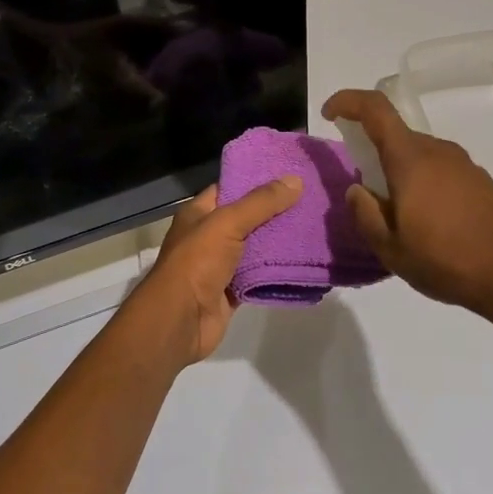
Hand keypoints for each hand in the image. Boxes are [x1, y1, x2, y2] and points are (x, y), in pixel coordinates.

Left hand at [141, 176, 302, 364]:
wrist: (180, 320)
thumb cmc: (196, 262)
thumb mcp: (227, 223)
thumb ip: (261, 203)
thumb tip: (295, 181)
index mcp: (198, 213)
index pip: (229, 187)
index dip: (255, 179)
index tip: (288, 173)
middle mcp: (208, 236)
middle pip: (245, 218)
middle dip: (274, 211)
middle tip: (309, 199)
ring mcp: (219, 265)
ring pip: (254, 248)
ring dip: (278, 241)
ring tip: (312, 225)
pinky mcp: (231, 291)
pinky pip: (258, 276)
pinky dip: (275, 271)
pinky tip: (302, 260)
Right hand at [322, 88, 492, 318]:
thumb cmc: (448, 260)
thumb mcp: (391, 248)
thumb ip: (365, 214)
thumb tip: (356, 190)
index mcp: (411, 159)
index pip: (376, 109)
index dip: (348, 102)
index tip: (329, 113)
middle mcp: (438, 151)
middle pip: (396, 136)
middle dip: (372, 152)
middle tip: (365, 193)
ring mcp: (464, 165)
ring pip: (418, 155)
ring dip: (399, 173)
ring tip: (398, 217)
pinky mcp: (481, 182)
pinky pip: (439, 171)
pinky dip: (422, 184)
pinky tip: (429, 224)